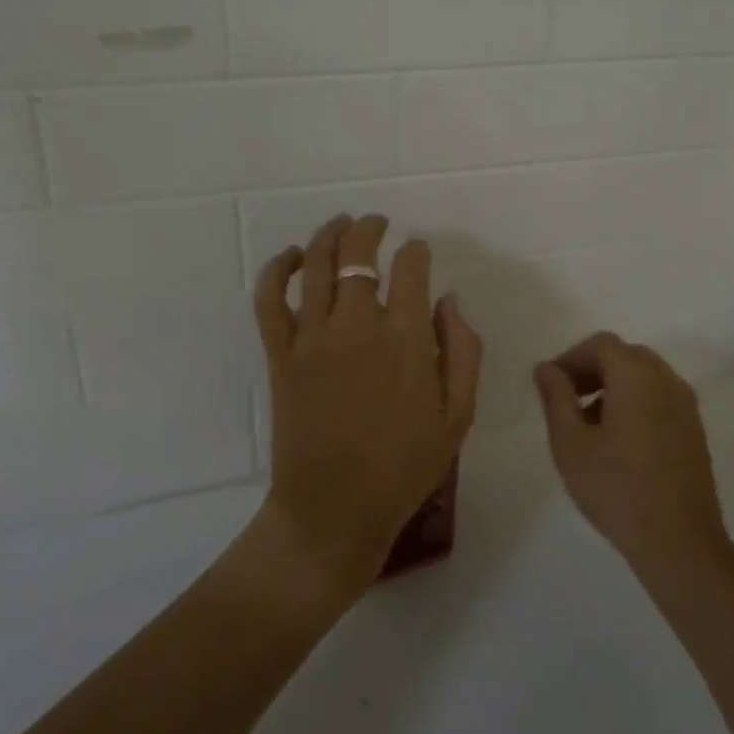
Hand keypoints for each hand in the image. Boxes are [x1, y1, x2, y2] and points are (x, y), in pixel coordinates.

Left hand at [254, 214, 481, 599]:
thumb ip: (463, 350)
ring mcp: (313, 338)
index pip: (410, 268)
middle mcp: (358, 326)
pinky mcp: (280, 355)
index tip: (418, 250)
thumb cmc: (404, 467)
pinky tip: (293, 257)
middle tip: (378, 223)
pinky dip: (278, 269)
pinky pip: (270, 299)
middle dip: (371, 228)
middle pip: (359, 253)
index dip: (416, 250)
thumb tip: (448, 300)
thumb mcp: (459, 414)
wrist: (335, 510)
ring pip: (317, 264)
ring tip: (341, 223)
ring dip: (330, 234)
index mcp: (406, 339)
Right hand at [534, 333, 728, 574]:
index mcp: (637, 376)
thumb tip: (546, 368)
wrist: (680, 543)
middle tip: (567, 399)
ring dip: (614, 385)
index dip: (571, 357)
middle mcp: (667, 380)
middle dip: (592, 368)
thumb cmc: (617, 490)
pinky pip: (660, 397)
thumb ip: (556, 397)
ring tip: (588, 423)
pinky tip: (618, 440)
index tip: (550, 385)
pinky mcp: (694, 430)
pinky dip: (635, 401)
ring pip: (645, 376)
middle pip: (625, 355)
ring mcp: (686, 405)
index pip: (601, 344)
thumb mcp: (571, 444)